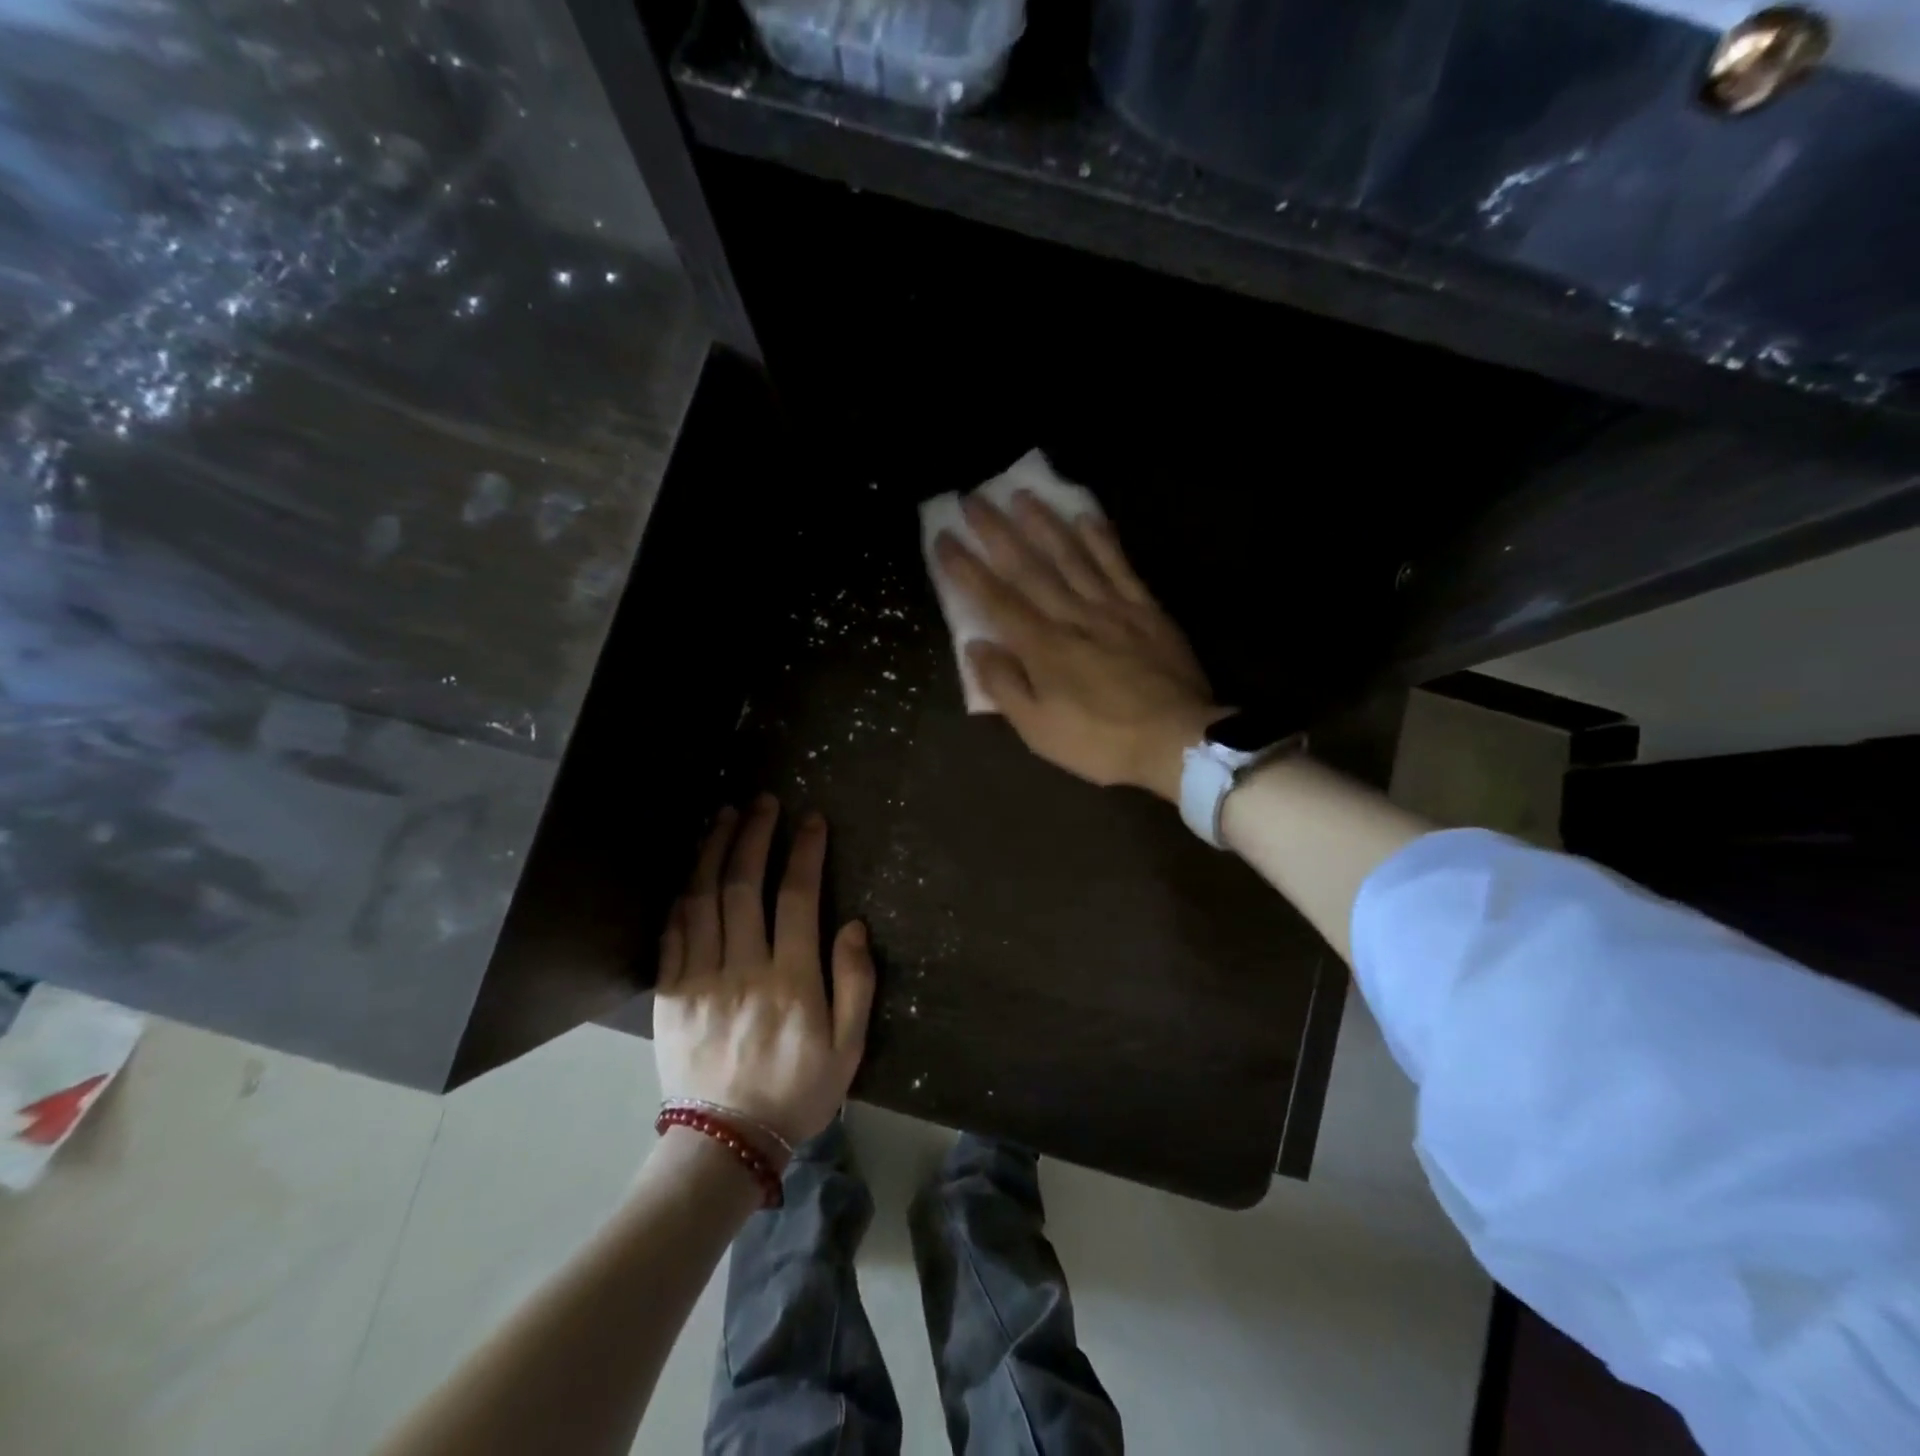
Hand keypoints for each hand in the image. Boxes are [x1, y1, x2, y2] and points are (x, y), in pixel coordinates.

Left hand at [654, 796, 875, 1151]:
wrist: (725, 1142)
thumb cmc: (798, 1091)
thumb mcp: (848, 1047)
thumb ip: (855, 983)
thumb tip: (853, 924)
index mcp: (791, 980)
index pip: (797, 898)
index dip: (804, 853)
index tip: (811, 820)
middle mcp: (743, 969)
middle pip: (743, 886)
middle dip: (754, 836)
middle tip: (762, 802)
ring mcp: (700, 980)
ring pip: (703, 900)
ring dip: (714, 852)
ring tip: (725, 816)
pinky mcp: (670, 995)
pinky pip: (672, 933)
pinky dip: (682, 896)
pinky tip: (692, 871)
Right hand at [935, 491, 1219, 801]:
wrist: (1177, 741)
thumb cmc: (1100, 742)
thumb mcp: (1039, 730)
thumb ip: (1004, 685)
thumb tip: (976, 646)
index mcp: (1042, 647)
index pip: (995, 599)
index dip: (966, 568)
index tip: (944, 537)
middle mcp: (1072, 615)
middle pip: (1029, 567)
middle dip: (997, 532)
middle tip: (974, 499)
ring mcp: (1112, 607)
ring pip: (1072, 556)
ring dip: (1044, 524)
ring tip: (1022, 495)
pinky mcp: (1145, 609)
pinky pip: (1119, 565)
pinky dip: (1101, 539)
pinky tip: (1086, 515)